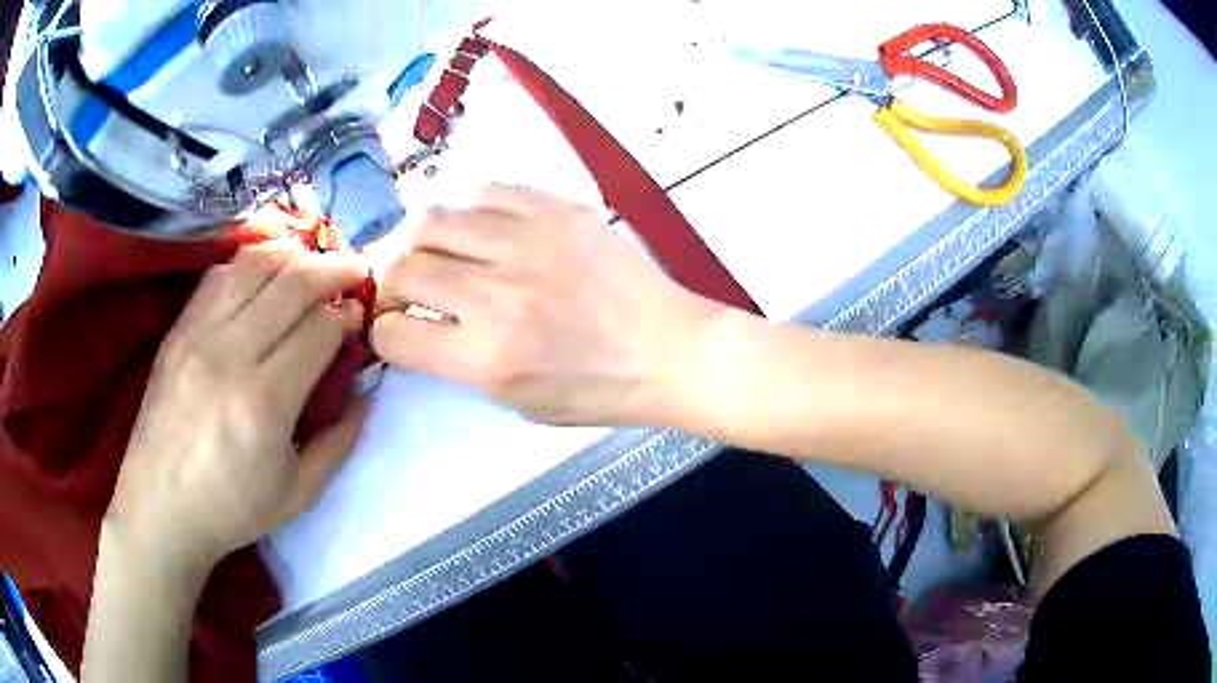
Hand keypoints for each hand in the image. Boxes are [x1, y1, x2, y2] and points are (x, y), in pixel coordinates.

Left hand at [106, 241, 370, 574]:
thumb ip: (340, 441)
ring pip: (254, 266)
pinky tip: (264, 274)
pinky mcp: (177, 330)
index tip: (357, 318)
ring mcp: (197, 335)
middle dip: (332, 270)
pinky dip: (249, 264)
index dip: (346, 317)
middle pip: (291, 284)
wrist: (160, 508)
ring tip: (313, 263)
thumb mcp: (300, 494)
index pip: (318, 330)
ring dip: (293, 255)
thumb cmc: (232, 510)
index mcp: (264, 403)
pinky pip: (219, 276)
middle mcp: (230, 355)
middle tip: (352, 272)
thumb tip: (365, 391)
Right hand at [371, 185, 727, 425]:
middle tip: (414, 290)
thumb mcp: (518, 402)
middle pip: (402, 267)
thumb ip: (460, 364)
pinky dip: (475, 212)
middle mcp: (496, 294)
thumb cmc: (598, 390)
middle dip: (394, 284)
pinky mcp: (557, 209)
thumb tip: (422, 325)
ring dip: (426, 242)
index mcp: (486, 357)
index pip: (393, 332)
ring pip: (433, 219)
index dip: (385, 332)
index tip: (397, 328)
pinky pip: (487, 191)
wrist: (669, 350)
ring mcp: (527, 242)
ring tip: (447, 255)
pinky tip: (490, 231)